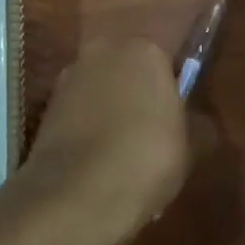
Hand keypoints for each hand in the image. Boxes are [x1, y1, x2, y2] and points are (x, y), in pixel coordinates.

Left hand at [17, 39, 189, 239]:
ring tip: (123, 153)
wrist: (76, 194)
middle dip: (139, 94)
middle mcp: (102, 51)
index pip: (166, 60)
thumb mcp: (192, 147)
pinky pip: (78, 111)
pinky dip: (88, 128)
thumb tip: (199, 122)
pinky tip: (98, 161)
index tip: (178, 118)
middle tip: (153, 134)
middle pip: (129, 69)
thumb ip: (198, 124)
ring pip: (101, 89)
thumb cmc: (146, 160)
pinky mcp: (46, 105)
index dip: (173, 90)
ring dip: (111, 110)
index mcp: (144, 50)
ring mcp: (69, 76)